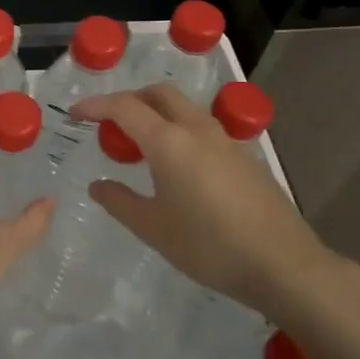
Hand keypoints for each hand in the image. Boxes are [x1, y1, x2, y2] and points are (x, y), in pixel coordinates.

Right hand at [70, 84, 359, 330]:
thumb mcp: (154, 229)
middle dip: (130, 99)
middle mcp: (197, 130)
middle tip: (109, 123)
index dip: (96, 106)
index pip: (124, 108)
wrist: (283, 264)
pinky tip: (177, 166)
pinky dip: (179, 130)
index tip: (76, 114)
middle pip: (159, 94)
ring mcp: (226, 141)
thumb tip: (98, 185)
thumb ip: (120, 202)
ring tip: (140, 144)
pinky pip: (202, 128)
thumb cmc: (209, 246)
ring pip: (184, 109)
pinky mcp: (245, 157)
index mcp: (169, 142)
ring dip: (157, 113)